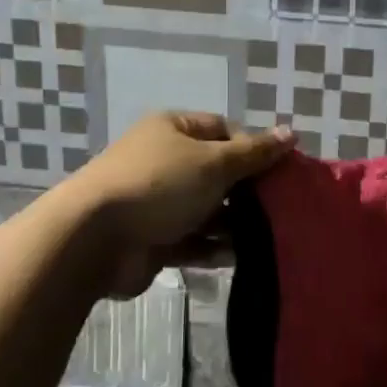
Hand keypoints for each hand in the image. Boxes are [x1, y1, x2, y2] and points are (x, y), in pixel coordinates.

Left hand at [70, 112, 293, 296]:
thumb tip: (292, 133)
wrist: (94, 238)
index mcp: (174, 130)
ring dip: (233, 223)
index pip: (223, 130)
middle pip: (217, 172)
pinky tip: (238, 257)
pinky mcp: (154, 238)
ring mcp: (157, 202)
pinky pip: (192, 240)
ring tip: (267, 236)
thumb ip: (255, 153)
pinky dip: (213, 247)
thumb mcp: (214, 162)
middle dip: (246, 190)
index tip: (280, 171)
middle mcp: (165, 161)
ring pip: (207, 209)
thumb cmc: (159, 185)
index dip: (253, 147)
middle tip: (281, 207)